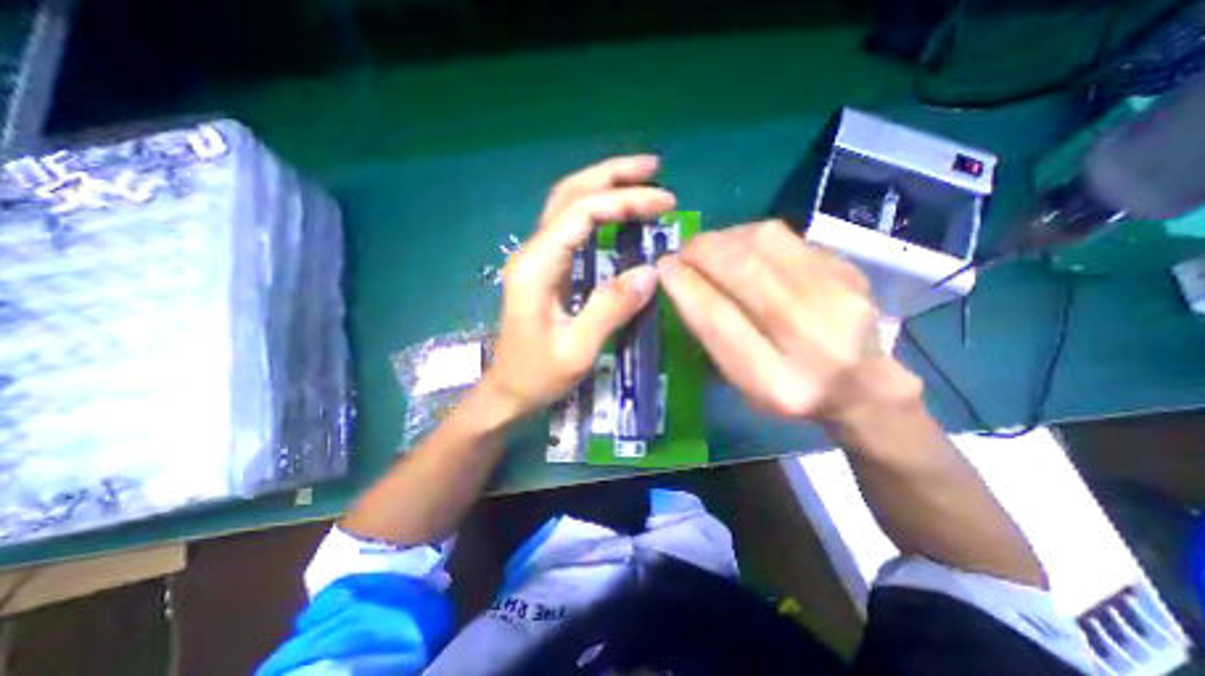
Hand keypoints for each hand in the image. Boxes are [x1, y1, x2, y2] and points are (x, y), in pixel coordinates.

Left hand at [485, 157, 675, 415]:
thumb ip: (610, 309)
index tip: (665, 204)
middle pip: (569, 193)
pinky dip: (597, 209)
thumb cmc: (538, 375)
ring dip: (603, 185)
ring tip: (641, 180)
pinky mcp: (544, 267)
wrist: (509, 390)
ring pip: (567, 204)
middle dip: (612, 175)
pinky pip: (571, 226)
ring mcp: (536, 257)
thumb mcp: (577, 349)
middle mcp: (532, 252)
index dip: (625, 201)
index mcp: (537, 267)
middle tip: (654, 169)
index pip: (582, 213)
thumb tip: (651, 272)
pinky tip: (618, 212)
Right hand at [656, 218, 919, 423]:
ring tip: (708, 247)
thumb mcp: (742, 382)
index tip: (663, 268)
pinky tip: (740, 246)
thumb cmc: (788, 391)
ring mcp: (841, 299)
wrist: (864, 386)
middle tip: (681, 252)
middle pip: (745, 272)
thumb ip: (713, 336)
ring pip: (767, 243)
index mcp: (776, 382)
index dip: (685, 287)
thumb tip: (682, 283)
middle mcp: (814, 339)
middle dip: (701, 252)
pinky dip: (752, 236)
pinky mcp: (851, 270)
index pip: (719, 320)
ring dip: (724, 238)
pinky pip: (789, 237)